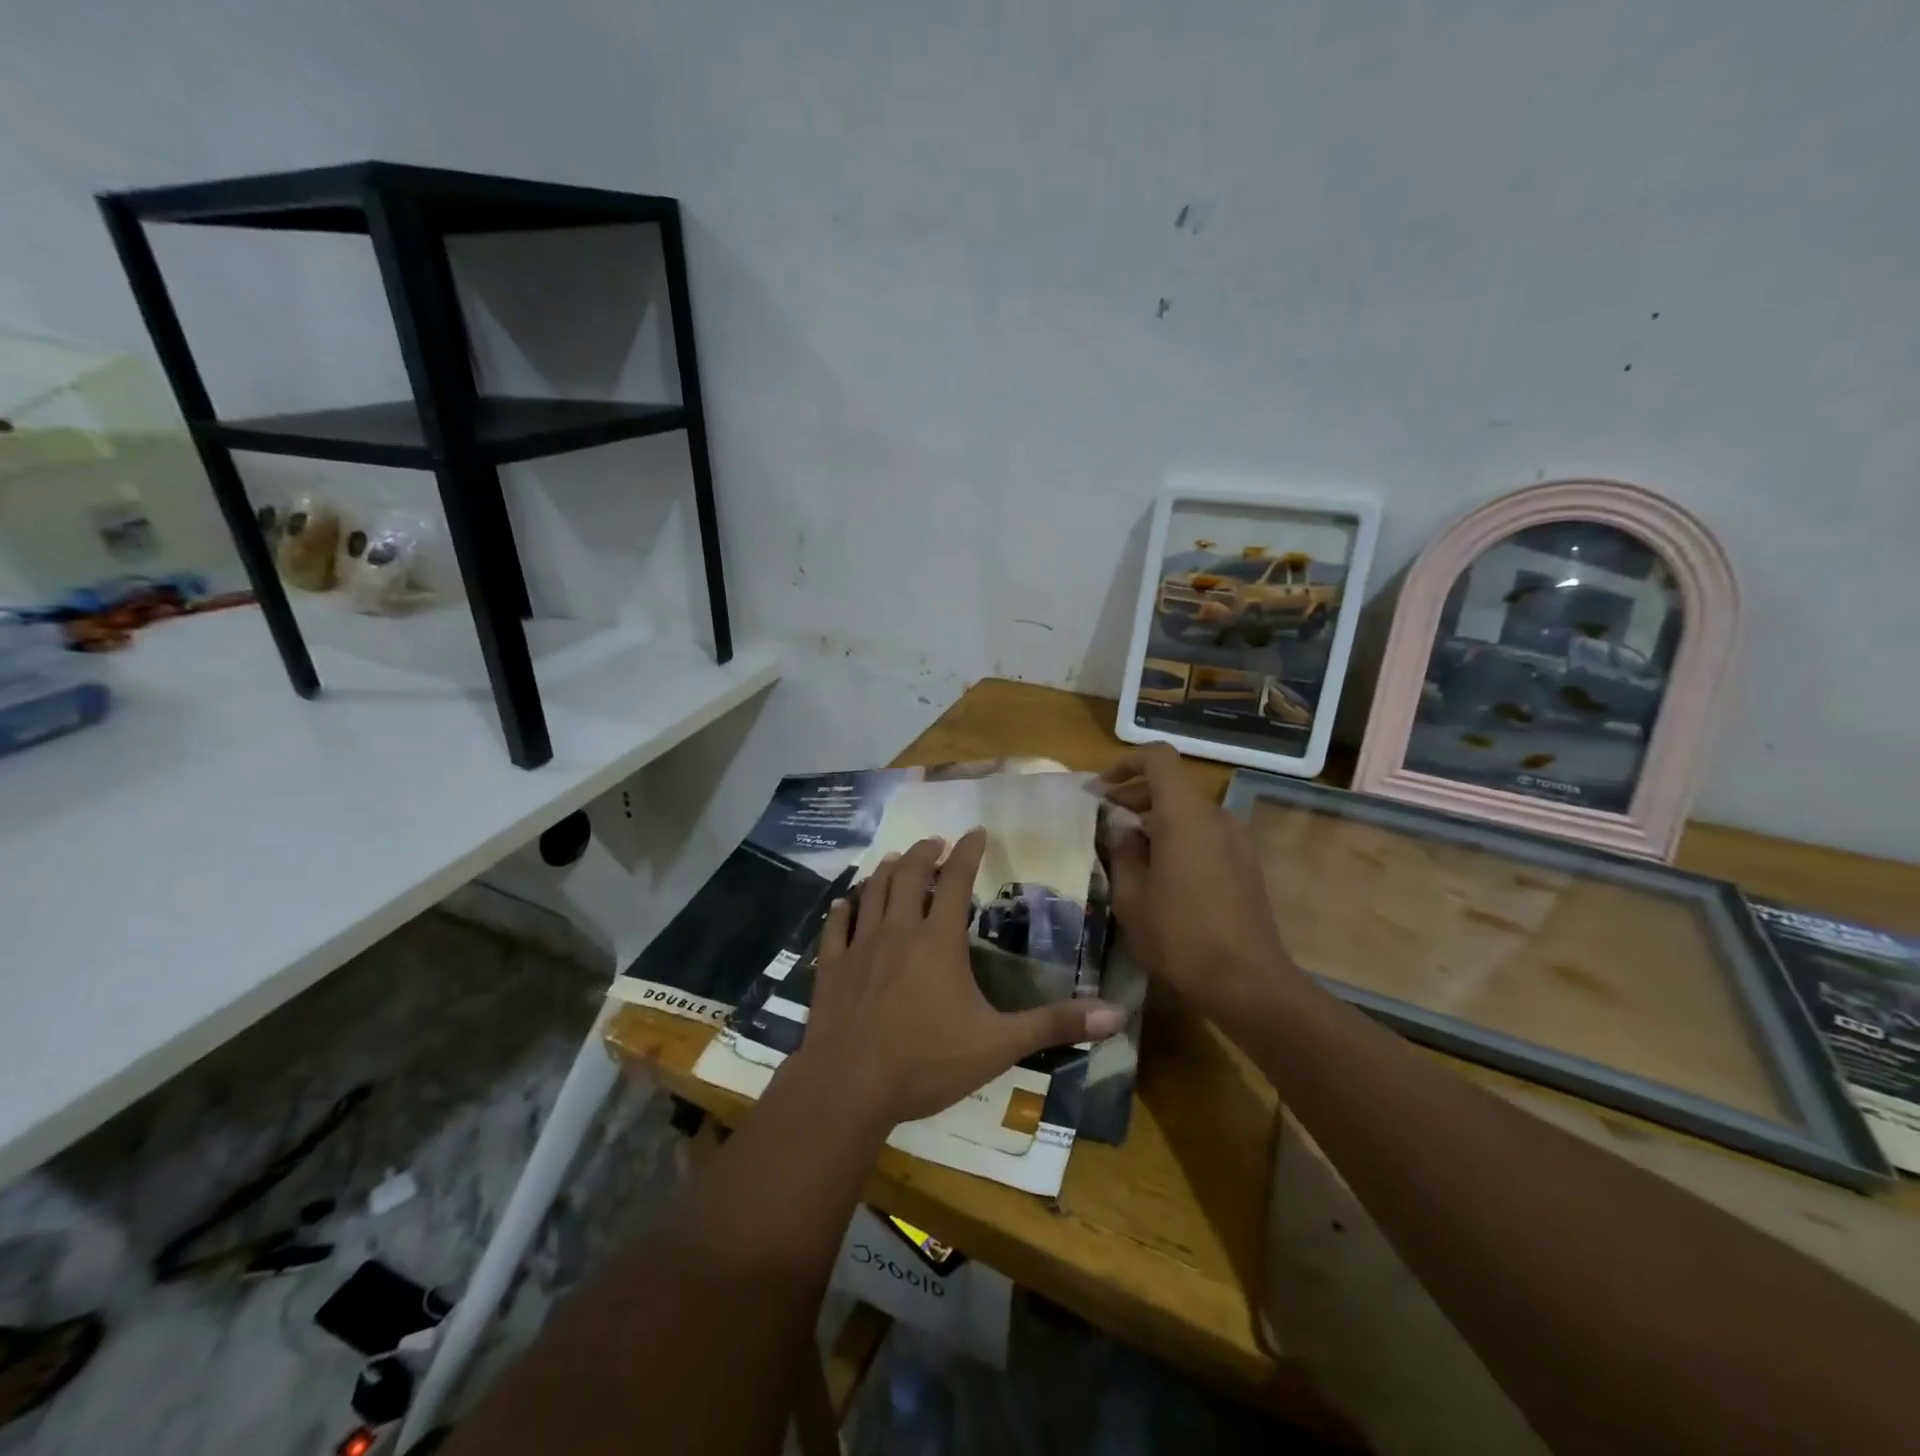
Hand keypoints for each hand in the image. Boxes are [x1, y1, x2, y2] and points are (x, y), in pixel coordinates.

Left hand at [793, 829, 1124, 1128]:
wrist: (849, 1086)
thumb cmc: (927, 1062)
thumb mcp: (999, 1045)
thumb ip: (1054, 1025)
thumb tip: (1115, 1014)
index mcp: (938, 941)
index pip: (955, 881)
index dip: (967, 852)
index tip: (976, 831)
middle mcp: (898, 931)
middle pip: (908, 876)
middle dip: (923, 853)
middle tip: (933, 842)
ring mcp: (860, 948)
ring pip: (872, 893)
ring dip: (884, 871)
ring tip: (893, 859)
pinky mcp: (830, 968)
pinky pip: (836, 929)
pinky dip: (842, 910)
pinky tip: (844, 903)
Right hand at [1102, 744, 1298, 1013]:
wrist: (1247, 983)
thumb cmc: (1179, 936)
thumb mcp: (1132, 897)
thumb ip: (1123, 852)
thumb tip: (1123, 830)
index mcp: (1184, 815)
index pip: (1159, 758)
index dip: (1126, 763)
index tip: (1101, 789)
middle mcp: (1215, 817)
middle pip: (1173, 785)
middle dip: (1136, 794)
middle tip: (1106, 820)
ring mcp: (1237, 841)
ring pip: (1190, 811)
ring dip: (1157, 819)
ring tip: (1129, 851)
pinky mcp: (1246, 865)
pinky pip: (1206, 834)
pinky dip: (1179, 837)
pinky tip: (1161, 874)